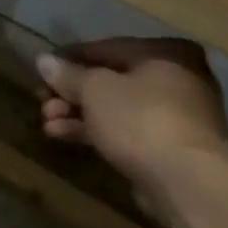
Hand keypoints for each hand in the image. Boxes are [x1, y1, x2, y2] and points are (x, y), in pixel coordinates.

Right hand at [36, 38, 227, 196]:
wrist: (186, 180)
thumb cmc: (141, 119)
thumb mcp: (96, 90)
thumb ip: (68, 75)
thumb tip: (44, 60)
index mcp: (165, 53)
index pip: (108, 47)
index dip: (70, 58)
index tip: (42, 71)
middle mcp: (176, 77)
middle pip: (111, 80)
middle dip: (71, 93)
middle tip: (42, 102)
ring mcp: (174, 114)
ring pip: (115, 108)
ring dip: (77, 113)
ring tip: (46, 123)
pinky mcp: (166, 146)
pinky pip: (124, 130)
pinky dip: (95, 130)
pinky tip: (62, 135)